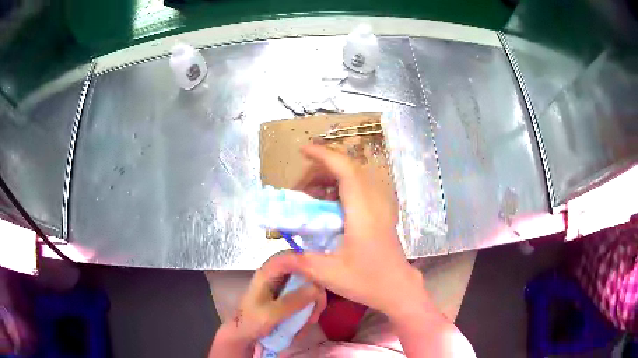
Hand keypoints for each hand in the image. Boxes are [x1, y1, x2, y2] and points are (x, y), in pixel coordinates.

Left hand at [210, 252, 325, 356]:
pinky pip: (304, 297)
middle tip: (319, 307)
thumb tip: (317, 288)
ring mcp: (282, 287)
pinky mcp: (286, 298)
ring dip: (312, 302)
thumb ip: (293, 301)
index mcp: (267, 273)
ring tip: (311, 320)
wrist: (243, 336)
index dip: (307, 261)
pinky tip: (307, 321)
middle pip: (303, 271)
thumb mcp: (271, 314)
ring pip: (306, 286)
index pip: (289, 256)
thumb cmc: (251, 323)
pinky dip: (308, 308)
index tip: (323, 276)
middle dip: (314, 289)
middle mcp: (276, 276)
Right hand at [294, 145, 422, 314]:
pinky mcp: (383, 212)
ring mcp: (382, 206)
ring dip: (332, 176)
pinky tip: (329, 204)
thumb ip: (299, 261)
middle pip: (350, 168)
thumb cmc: (367, 282)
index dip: (324, 155)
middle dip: (322, 168)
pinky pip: (362, 186)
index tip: (303, 150)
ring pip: (357, 175)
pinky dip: (343, 185)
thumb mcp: (329, 274)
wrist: (398, 289)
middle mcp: (375, 203)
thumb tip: (276, 255)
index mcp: (363, 214)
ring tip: (311, 195)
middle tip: (300, 187)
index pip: (346, 170)